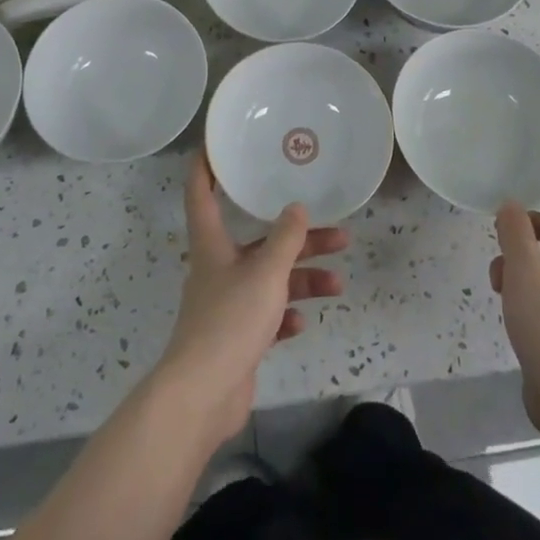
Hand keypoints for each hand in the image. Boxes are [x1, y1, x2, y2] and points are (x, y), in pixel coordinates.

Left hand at [154, 153, 349, 448]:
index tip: (218, 144)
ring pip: (269, 279)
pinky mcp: (236, 336)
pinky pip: (266, 315)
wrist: (203, 394)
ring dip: (302, 278)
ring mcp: (226, 304)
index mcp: (212, 244)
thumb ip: (285, 239)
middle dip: (298, 237)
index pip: (201, 193)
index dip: (206, 166)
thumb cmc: (230, 320)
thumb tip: (297, 208)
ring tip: (337, 283)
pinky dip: (285, 314)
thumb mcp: (266, 273)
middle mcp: (217, 268)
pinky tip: (302, 322)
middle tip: (338, 233)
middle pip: (258, 241)